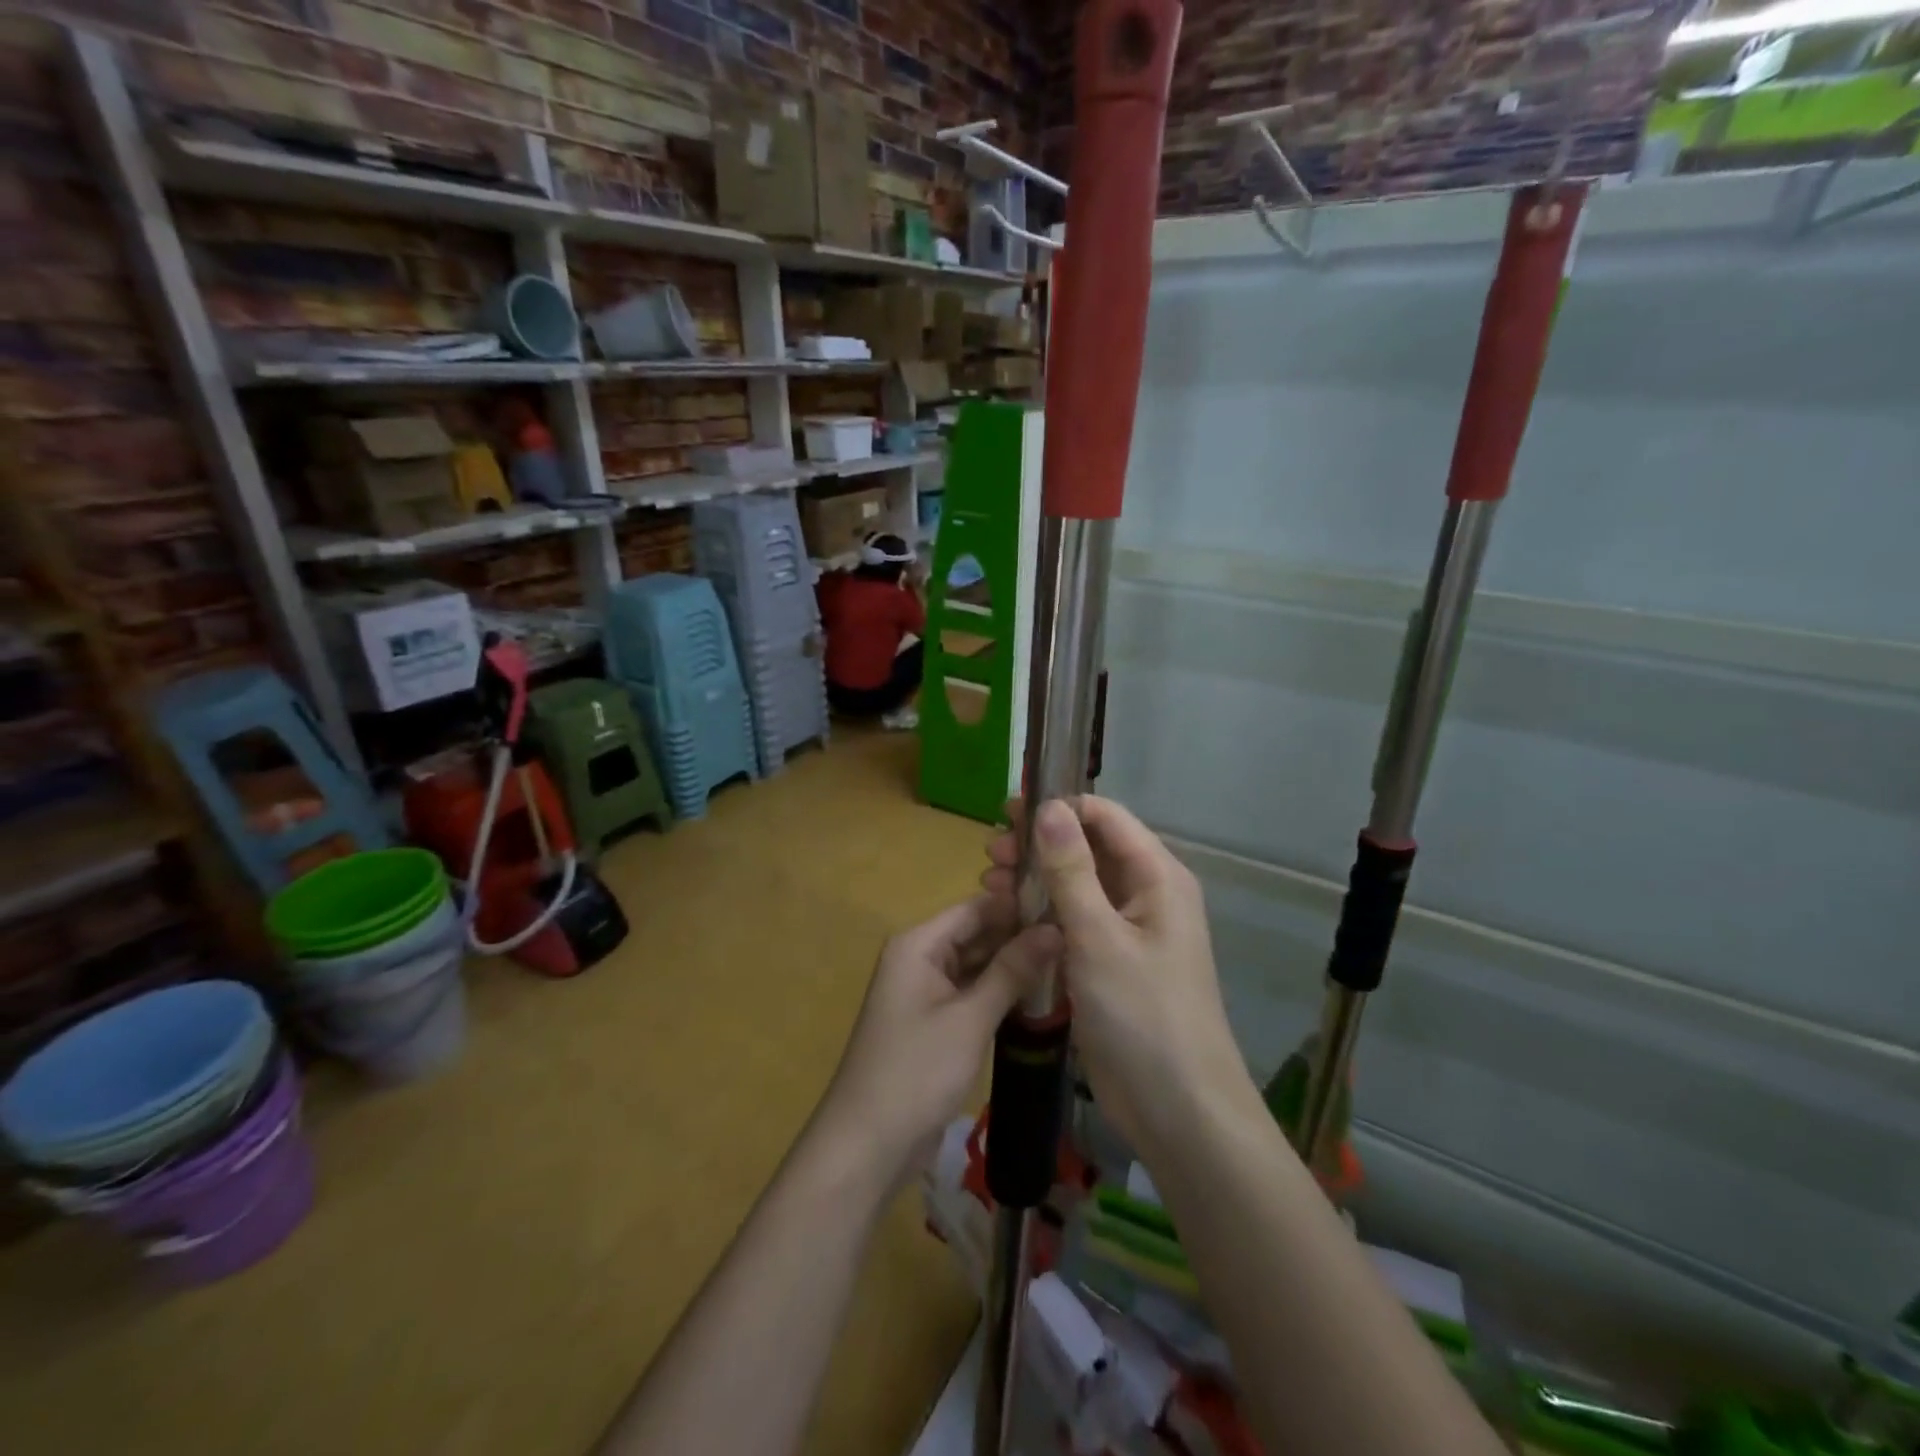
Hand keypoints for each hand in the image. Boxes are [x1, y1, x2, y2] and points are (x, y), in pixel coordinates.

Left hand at [818, 896, 1060, 1181]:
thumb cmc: (916, 1071)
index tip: (1068, 908)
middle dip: (1021, 938)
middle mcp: (919, 959)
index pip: (976, 908)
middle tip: (1076, 940)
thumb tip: (1054, 928)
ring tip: (1070, 963)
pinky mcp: (934, 1023)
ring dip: (1015, 967)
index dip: (1020, 906)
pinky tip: (1041, 997)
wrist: (868, 1145)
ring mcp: (925, 992)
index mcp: (918, 944)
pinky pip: (972, 994)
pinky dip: (1001, 994)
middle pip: (977, 935)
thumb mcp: (970, 1018)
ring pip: (977, 966)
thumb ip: (1012, 970)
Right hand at [983, 798, 1246, 1155]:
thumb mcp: (1099, 937)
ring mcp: (1127, 930)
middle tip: (989, 855)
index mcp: (1156, 876)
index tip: (1007, 814)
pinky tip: (1007, 917)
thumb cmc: (1143, 1014)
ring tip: (989, 884)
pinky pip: (1074, 921)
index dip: (1057, 807)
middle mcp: (1145, 894)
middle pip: (1087, 848)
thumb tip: (1049, 806)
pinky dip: (1042, 913)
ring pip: (1077, 885)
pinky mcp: (1110, 961)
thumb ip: (1071, 869)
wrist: (1179, 1110)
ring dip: (1034, 878)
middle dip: (1038, 844)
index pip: (1105, 816)